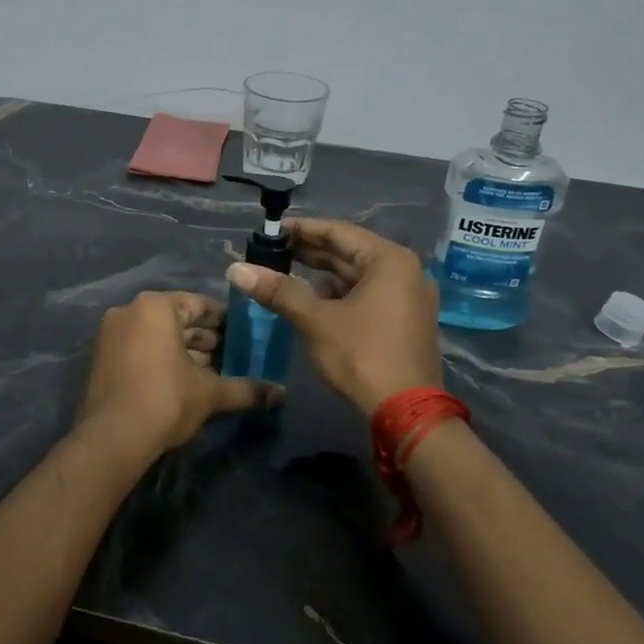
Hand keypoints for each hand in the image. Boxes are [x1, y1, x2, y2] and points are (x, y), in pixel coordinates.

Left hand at [75, 291, 282, 459]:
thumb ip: (247, 388)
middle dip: (207, 340)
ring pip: (159, 336)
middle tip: (236, 358)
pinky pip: (141, 348)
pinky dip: (163, 359)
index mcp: (156, 306)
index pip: (200, 305)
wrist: (112, 439)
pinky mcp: (103, 357)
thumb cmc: (165, 400)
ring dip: (186, 352)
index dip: (227, 323)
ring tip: (215, 373)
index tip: (247, 338)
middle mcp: (130, 311)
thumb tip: (282, 394)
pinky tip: (186, 381)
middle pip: (178, 320)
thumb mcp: (211, 393)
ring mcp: (112, 334)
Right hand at [226, 219, 442, 416]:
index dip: (302, 229)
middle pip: (349, 252)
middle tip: (271, 250)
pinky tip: (312, 298)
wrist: (407, 414)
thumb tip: (236, 269)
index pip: (338, 232)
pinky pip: (367, 294)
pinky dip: (339, 293)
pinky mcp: (405, 320)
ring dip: (322, 273)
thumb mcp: (316, 320)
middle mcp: (404, 271)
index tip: (271, 230)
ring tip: (284, 272)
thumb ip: (278, 290)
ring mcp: (408, 297)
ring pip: (357, 275)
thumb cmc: (363, 356)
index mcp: (389, 260)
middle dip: (309, 252)